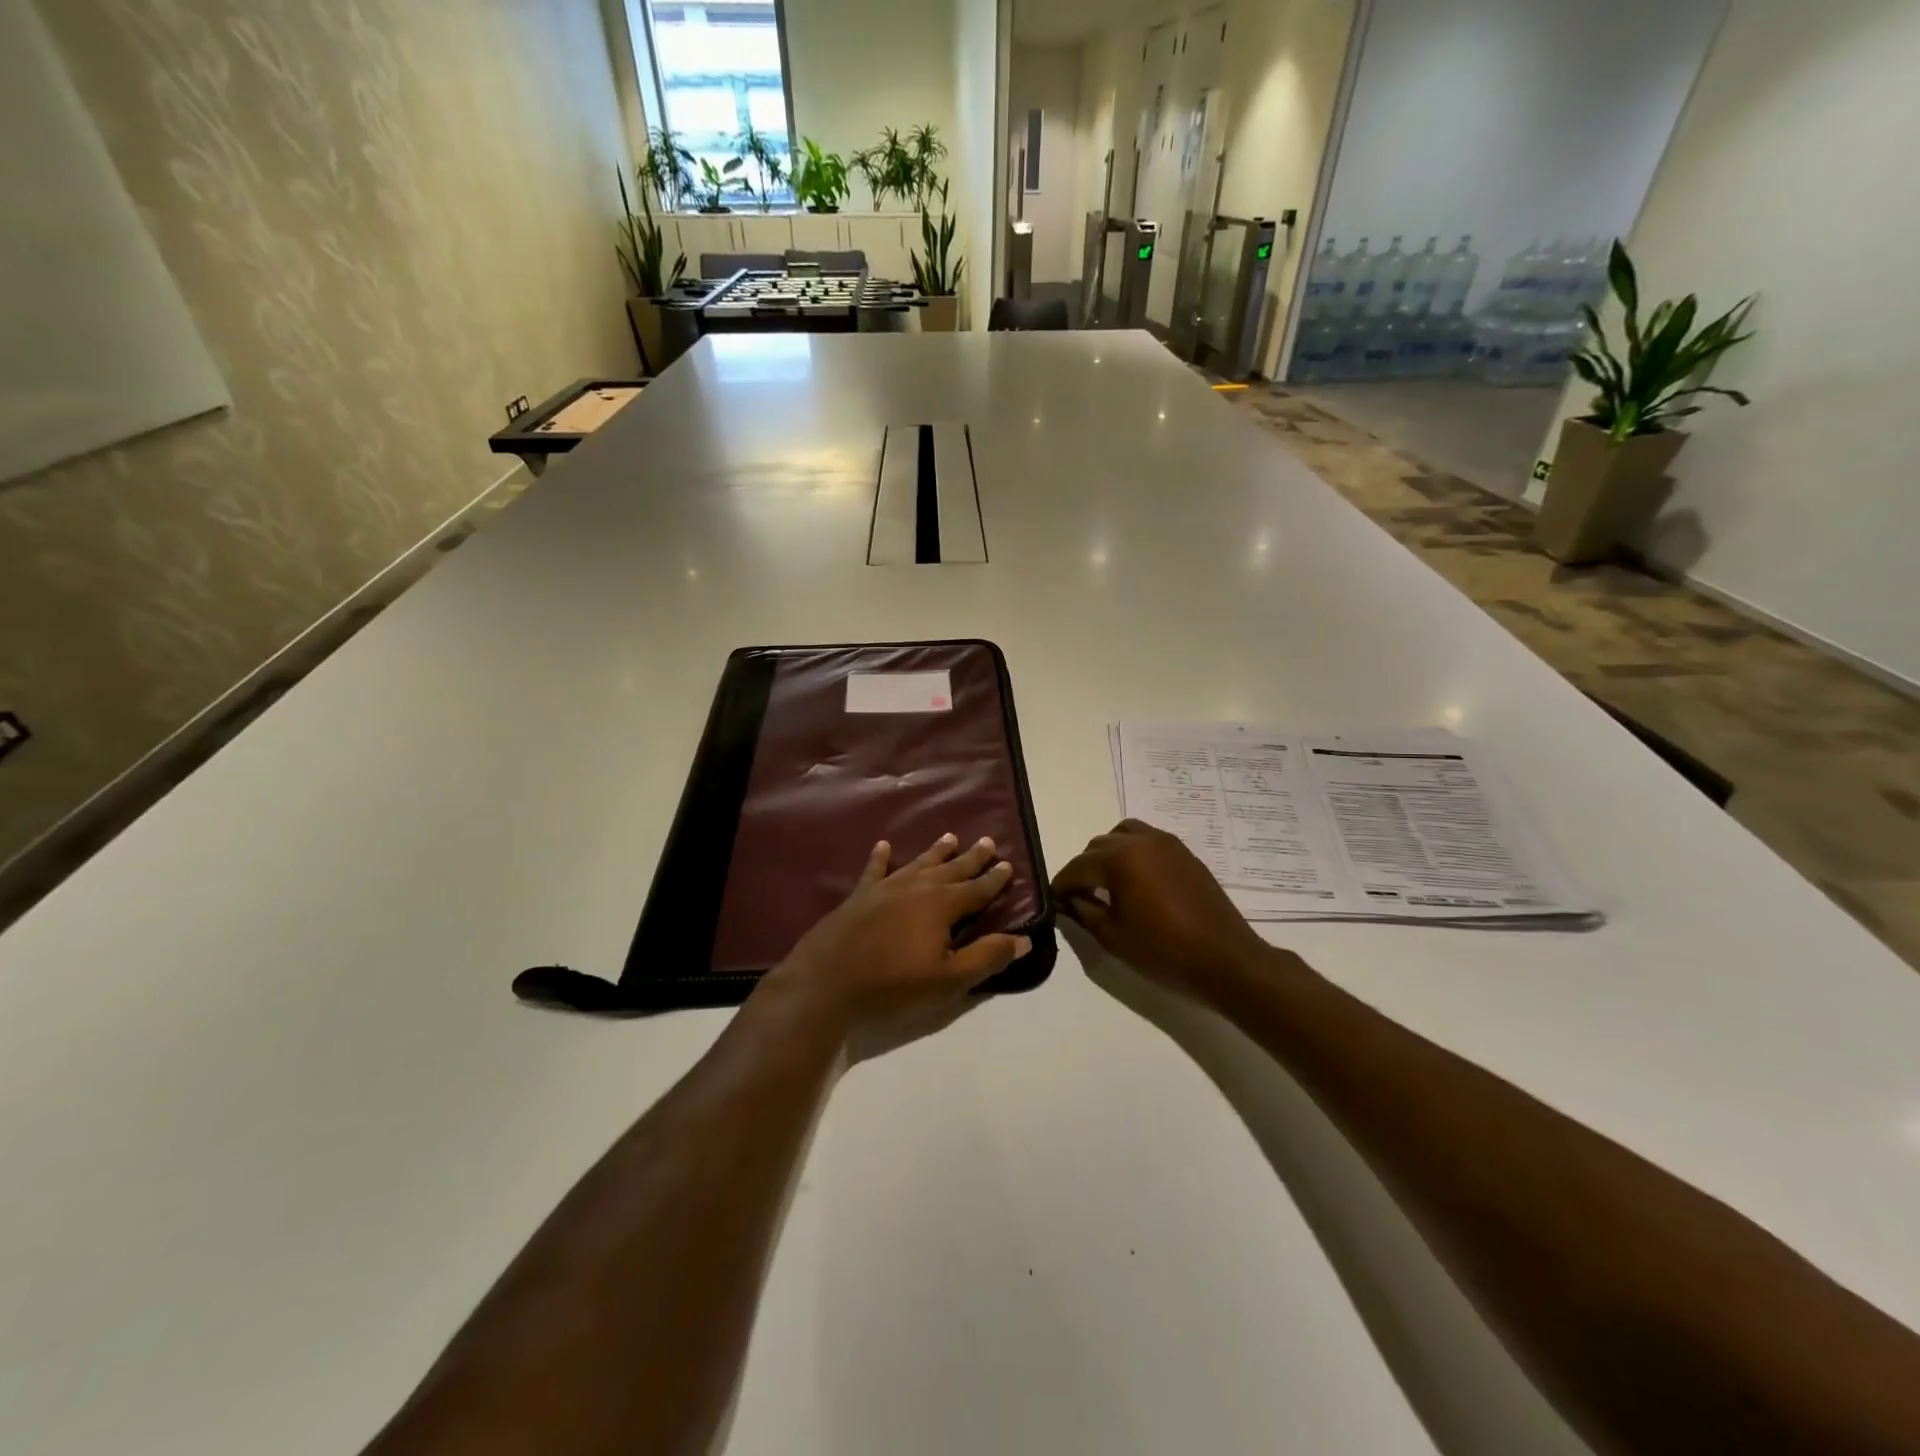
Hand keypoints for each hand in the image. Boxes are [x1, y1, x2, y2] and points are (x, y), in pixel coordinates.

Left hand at [759, 834, 1030, 1048]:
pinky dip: (881, 857)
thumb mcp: (949, 980)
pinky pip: (875, 869)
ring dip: (936, 851)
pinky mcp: (859, 896)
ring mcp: (886, 888)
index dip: (994, 878)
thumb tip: (1023, 939)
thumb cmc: (893, 984)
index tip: (1007, 864)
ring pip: (918, 863)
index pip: (976, 889)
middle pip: (951, 869)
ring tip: (950, 837)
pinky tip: (884, 845)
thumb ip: (987, 957)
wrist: (828, 982)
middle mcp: (917, 887)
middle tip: (987, 840)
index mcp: (942, 905)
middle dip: (971, 857)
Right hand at [1051, 819, 1281, 1005]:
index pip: (1077, 867)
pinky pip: (1147, 839)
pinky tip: (1136, 881)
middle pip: (1098, 846)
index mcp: (1120, 859)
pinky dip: (1133, 852)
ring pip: (1123, 834)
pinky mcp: (1184, 853)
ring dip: (1108, 854)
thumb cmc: (1165, 952)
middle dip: (1084, 869)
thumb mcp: (1114, 937)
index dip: (1061, 884)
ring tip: (1108, 883)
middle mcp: (1141, 841)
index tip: (1052, 900)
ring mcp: (1166, 843)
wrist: (1227, 960)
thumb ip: (1084, 913)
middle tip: (1079, 897)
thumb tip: (1068, 900)